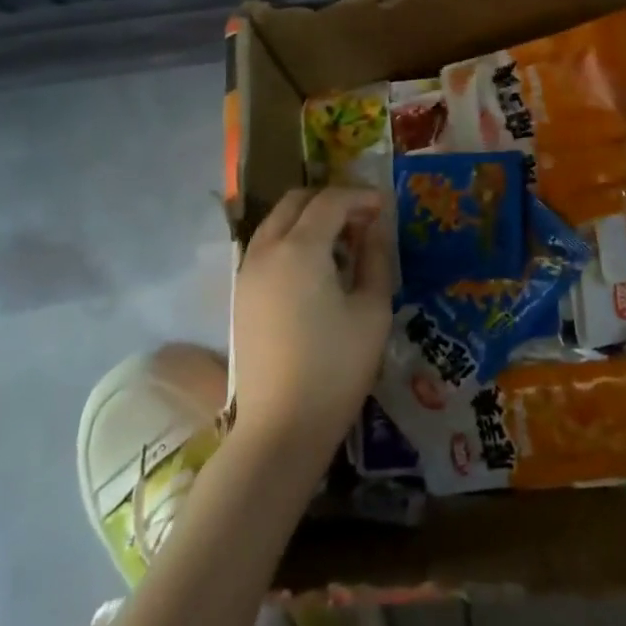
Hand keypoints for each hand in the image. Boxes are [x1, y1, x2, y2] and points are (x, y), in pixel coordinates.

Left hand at [230, 187, 393, 463]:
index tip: (384, 207)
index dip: (360, 196)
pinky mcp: (241, 295)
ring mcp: (248, 272)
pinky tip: (316, 267)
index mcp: (300, 248)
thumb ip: (376, 259)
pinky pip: (266, 246)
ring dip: (309, 218)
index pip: (331, 200)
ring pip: (277, 221)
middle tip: (362, 219)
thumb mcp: (372, 311)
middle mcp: (267, 250)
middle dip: (331, 200)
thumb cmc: (336, 368)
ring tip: (341, 242)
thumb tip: (374, 229)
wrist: (281, 428)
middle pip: (296, 201)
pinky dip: (291, 239)